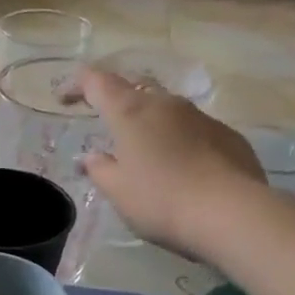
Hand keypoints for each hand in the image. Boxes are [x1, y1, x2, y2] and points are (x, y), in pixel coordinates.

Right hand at [72, 66, 266, 257]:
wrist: (230, 212)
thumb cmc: (160, 200)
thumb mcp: (118, 191)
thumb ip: (100, 170)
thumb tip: (91, 158)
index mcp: (131, 113)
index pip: (98, 82)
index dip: (78, 85)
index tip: (64, 98)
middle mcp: (166, 104)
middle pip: (135, 88)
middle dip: (115, 99)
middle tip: (104, 119)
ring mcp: (200, 116)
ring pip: (166, 108)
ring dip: (148, 121)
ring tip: (141, 148)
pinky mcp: (226, 134)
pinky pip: (191, 128)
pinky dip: (175, 139)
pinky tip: (177, 166)